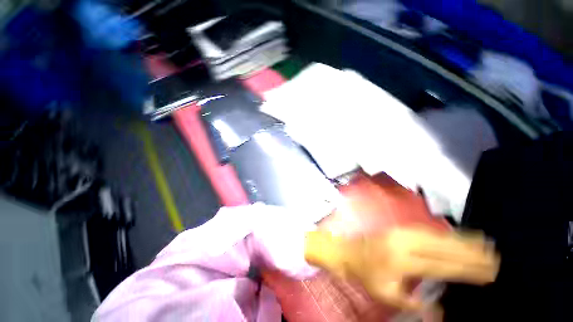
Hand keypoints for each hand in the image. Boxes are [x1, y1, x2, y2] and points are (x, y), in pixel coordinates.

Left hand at [304, 227, 498, 309]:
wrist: (347, 251)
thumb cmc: (366, 274)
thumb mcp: (388, 295)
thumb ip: (414, 302)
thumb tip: (439, 305)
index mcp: (402, 262)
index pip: (442, 266)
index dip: (466, 269)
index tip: (488, 272)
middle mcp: (403, 244)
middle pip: (442, 247)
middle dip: (470, 251)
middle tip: (493, 255)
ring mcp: (399, 232)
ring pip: (435, 235)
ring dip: (460, 239)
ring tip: (482, 242)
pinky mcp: (397, 228)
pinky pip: (425, 230)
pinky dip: (443, 232)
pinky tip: (454, 234)